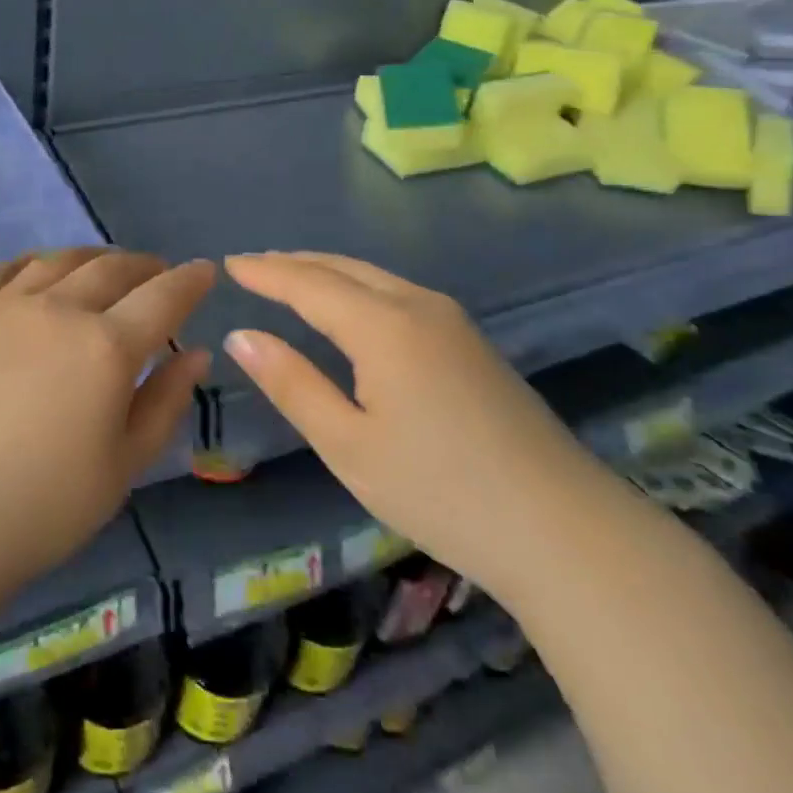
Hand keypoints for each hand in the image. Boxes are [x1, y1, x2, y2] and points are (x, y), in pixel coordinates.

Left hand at [0, 247, 214, 606]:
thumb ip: (164, 402)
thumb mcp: (122, 467)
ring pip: (58, 261)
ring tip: (103, 269)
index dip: (190, 280)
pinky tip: (38, 272)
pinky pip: (2, 271)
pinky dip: (33, 264)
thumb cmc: (40, 509)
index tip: (204, 271)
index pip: (163, 296)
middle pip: (111, 269)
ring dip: (91, 259)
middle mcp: (57, 310)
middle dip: (144, 266)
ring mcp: (0, 306)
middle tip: (156, 273)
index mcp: (105, 347)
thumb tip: (194, 353)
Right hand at [222, 252, 611, 598]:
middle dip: (294, 263)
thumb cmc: (440, 491)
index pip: (308, 283)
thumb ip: (291, 383)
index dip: (265, 272)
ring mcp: (452, 321)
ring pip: (374, 278)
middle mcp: (418, 305)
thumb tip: (240, 335)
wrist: (562, 529)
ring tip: (291, 277)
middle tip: (253, 265)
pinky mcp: (471, 342)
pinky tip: (349, 308)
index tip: (229, 263)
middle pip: (343, 269)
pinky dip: (358, 289)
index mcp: (383, 326)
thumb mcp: (348, 445)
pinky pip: (398, 294)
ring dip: (328, 272)